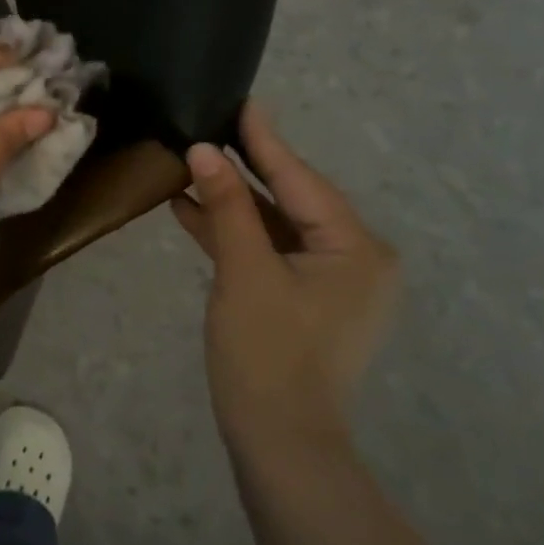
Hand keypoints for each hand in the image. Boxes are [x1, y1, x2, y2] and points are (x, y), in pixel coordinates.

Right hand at [172, 103, 398, 449]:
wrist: (278, 444)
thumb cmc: (267, 353)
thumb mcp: (244, 271)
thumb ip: (227, 206)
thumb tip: (203, 150)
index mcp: (356, 248)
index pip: (300, 180)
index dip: (264, 141)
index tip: (241, 101)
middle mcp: (353, 259)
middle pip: (290, 199)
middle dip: (244, 167)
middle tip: (210, 124)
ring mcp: (329, 282)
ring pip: (275, 226)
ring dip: (231, 201)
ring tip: (188, 164)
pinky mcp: (302, 299)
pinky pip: (268, 252)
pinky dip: (233, 234)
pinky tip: (190, 210)